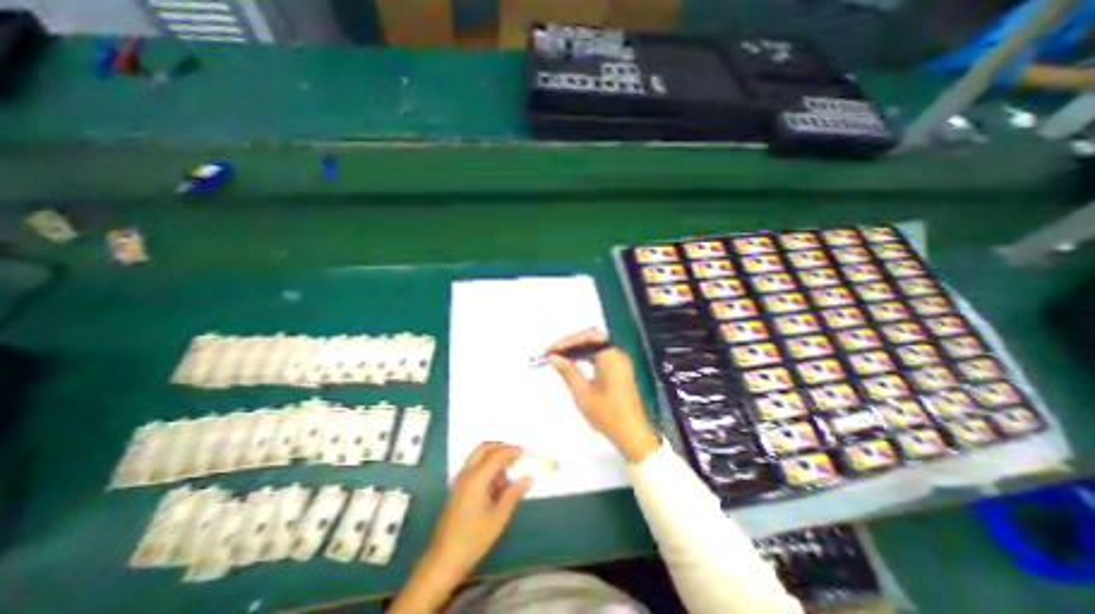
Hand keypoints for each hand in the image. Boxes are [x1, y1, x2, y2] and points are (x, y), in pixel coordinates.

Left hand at [426, 440, 531, 574]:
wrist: (443, 561)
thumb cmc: (473, 540)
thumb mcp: (498, 518)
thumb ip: (514, 494)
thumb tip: (529, 478)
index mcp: (476, 479)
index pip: (496, 455)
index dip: (511, 451)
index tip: (525, 452)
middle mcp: (466, 474)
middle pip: (484, 448)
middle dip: (501, 448)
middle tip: (516, 455)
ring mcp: (460, 481)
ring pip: (478, 457)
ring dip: (493, 457)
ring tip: (509, 473)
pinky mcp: (458, 488)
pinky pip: (474, 467)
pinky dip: (487, 466)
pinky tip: (497, 484)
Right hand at [548, 332, 658, 459]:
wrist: (631, 434)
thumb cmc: (607, 414)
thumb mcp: (583, 393)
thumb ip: (568, 371)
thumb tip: (553, 357)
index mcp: (611, 356)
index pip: (588, 337)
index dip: (567, 341)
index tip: (551, 351)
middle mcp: (617, 355)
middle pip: (592, 339)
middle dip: (571, 344)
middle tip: (553, 353)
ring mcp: (620, 362)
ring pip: (596, 347)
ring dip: (577, 350)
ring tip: (559, 358)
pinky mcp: (619, 370)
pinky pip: (600, 356)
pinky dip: (586, 357)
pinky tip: (573, 364)